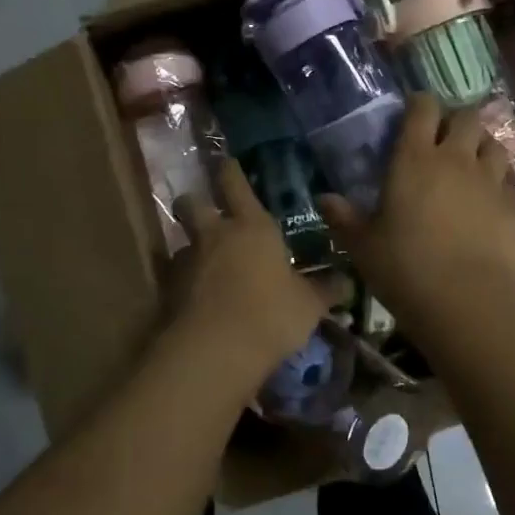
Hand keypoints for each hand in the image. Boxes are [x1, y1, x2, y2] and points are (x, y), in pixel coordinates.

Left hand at [162, 159, 324, 393]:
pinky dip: (185, 283)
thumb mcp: (308, 305)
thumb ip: (325, 290)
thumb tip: (346, 282)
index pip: (235, 183)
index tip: (228, 164)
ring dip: (193, 249)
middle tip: (207, 214)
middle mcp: (215, 235)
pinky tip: (198, 300)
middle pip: (191, 203)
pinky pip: (175, 277)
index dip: (231, 171)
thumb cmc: (271, 315)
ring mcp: (187, 261)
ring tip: (207, 268)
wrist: (215, 350)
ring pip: (183, 242)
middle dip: (195, 203)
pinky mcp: (169, 290)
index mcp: (252, 226)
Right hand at [321, 93, 514, 341]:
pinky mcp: (513, 205)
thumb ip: (343, 217)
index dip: (419, 104)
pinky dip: (498, 178)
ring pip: (493, 143)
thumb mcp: (362, 245)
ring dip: (481, 146)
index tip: (412, 113)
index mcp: (414, 159)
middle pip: (465, 117)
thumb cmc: (404, 267)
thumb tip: (324, 199)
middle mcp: (455, 159)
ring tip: (470, 162)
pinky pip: (508, 178)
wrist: (465, 300)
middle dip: (455, 120)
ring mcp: (489, 180)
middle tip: (443, 139)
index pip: (422, 108)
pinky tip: (488, 196)